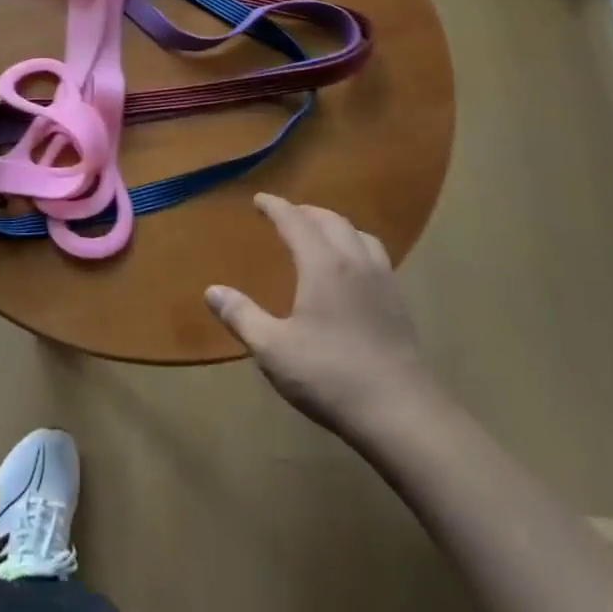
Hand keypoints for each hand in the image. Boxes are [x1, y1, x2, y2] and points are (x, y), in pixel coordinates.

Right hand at [206, 194, 434, 439]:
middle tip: (287, 215)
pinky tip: (352, 271)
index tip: (259, 200)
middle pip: (332, 221)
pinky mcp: (399, 304)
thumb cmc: (329, 375)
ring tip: (321, 235)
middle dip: (306, 212)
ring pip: (360, 235)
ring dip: (336, 226)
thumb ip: (242, 316)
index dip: (276, 207)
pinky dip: (357, 247)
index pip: (296, 221)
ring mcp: (383, 281)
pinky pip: (376, 257)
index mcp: (323, 265)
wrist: (400, 411)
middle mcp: (355, 262)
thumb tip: (212, 290)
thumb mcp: (273, 349)